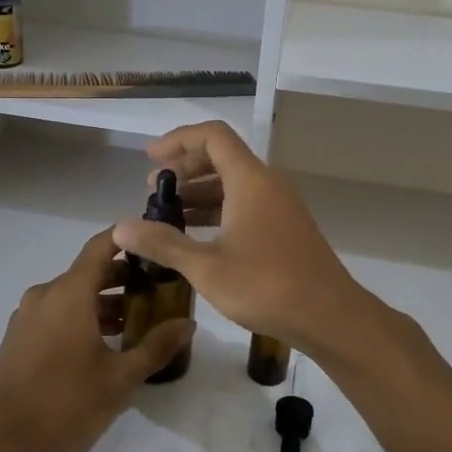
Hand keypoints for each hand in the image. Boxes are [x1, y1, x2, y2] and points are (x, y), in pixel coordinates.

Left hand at [0, 229, 193, 451]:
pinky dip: (83, 318)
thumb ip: (155, 347)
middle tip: (160, 291)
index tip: (157, 241)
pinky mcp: (18, 339)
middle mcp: (45, 295)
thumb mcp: (119, 381)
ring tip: (138, 323)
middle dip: (125, 278)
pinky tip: (104, 346)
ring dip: (105, 302)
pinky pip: (57, 314)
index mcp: (69, 293)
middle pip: (89, 272)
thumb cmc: (64, 407)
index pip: (102, 246)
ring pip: (73, 296)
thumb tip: (187, 324)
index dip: (129, 238)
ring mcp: (27, 317)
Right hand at [110, 121, 368, 356]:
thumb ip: (163, 243)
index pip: (212, 136)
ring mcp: (279, 206)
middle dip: (185, 167)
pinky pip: (245, 203)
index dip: (178, 140)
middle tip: (154, 190)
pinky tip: (197, 236)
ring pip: (234, 183)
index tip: (150, 159)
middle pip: (222, 156)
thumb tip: (121, 227)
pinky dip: (218, 210)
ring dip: (200, 191)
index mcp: (250, 180)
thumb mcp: (206, 266)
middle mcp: (267, 184)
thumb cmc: (266, 285)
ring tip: (168, 214)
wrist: (330, 316)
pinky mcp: (285, 227)